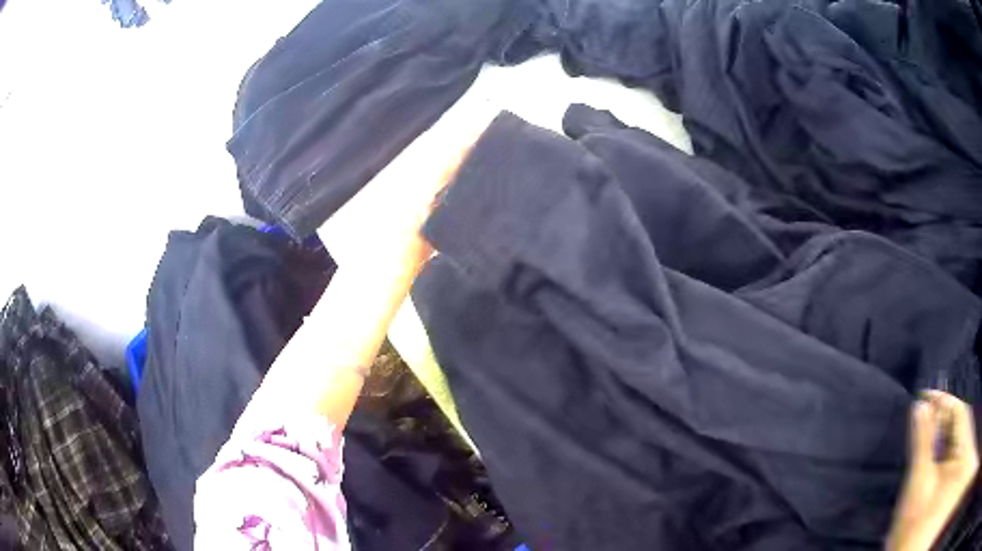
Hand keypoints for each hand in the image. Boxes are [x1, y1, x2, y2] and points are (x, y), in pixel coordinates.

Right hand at [886, 390, 978, 550]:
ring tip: (927, 429)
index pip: (958, 412)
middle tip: (924, 412)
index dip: (942, 402)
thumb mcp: (919, 481)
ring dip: (942, 433)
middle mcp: (963, 451)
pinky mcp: (952, 476)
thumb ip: (923, 440)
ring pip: (955, 438)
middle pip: (958, 424)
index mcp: (962, 449)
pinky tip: (933, 449)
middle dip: (942, 418)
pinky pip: (952, 452)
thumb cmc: (914, 522)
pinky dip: (943, 448)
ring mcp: (957, 465)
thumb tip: (920, 405)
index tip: (924, 397)